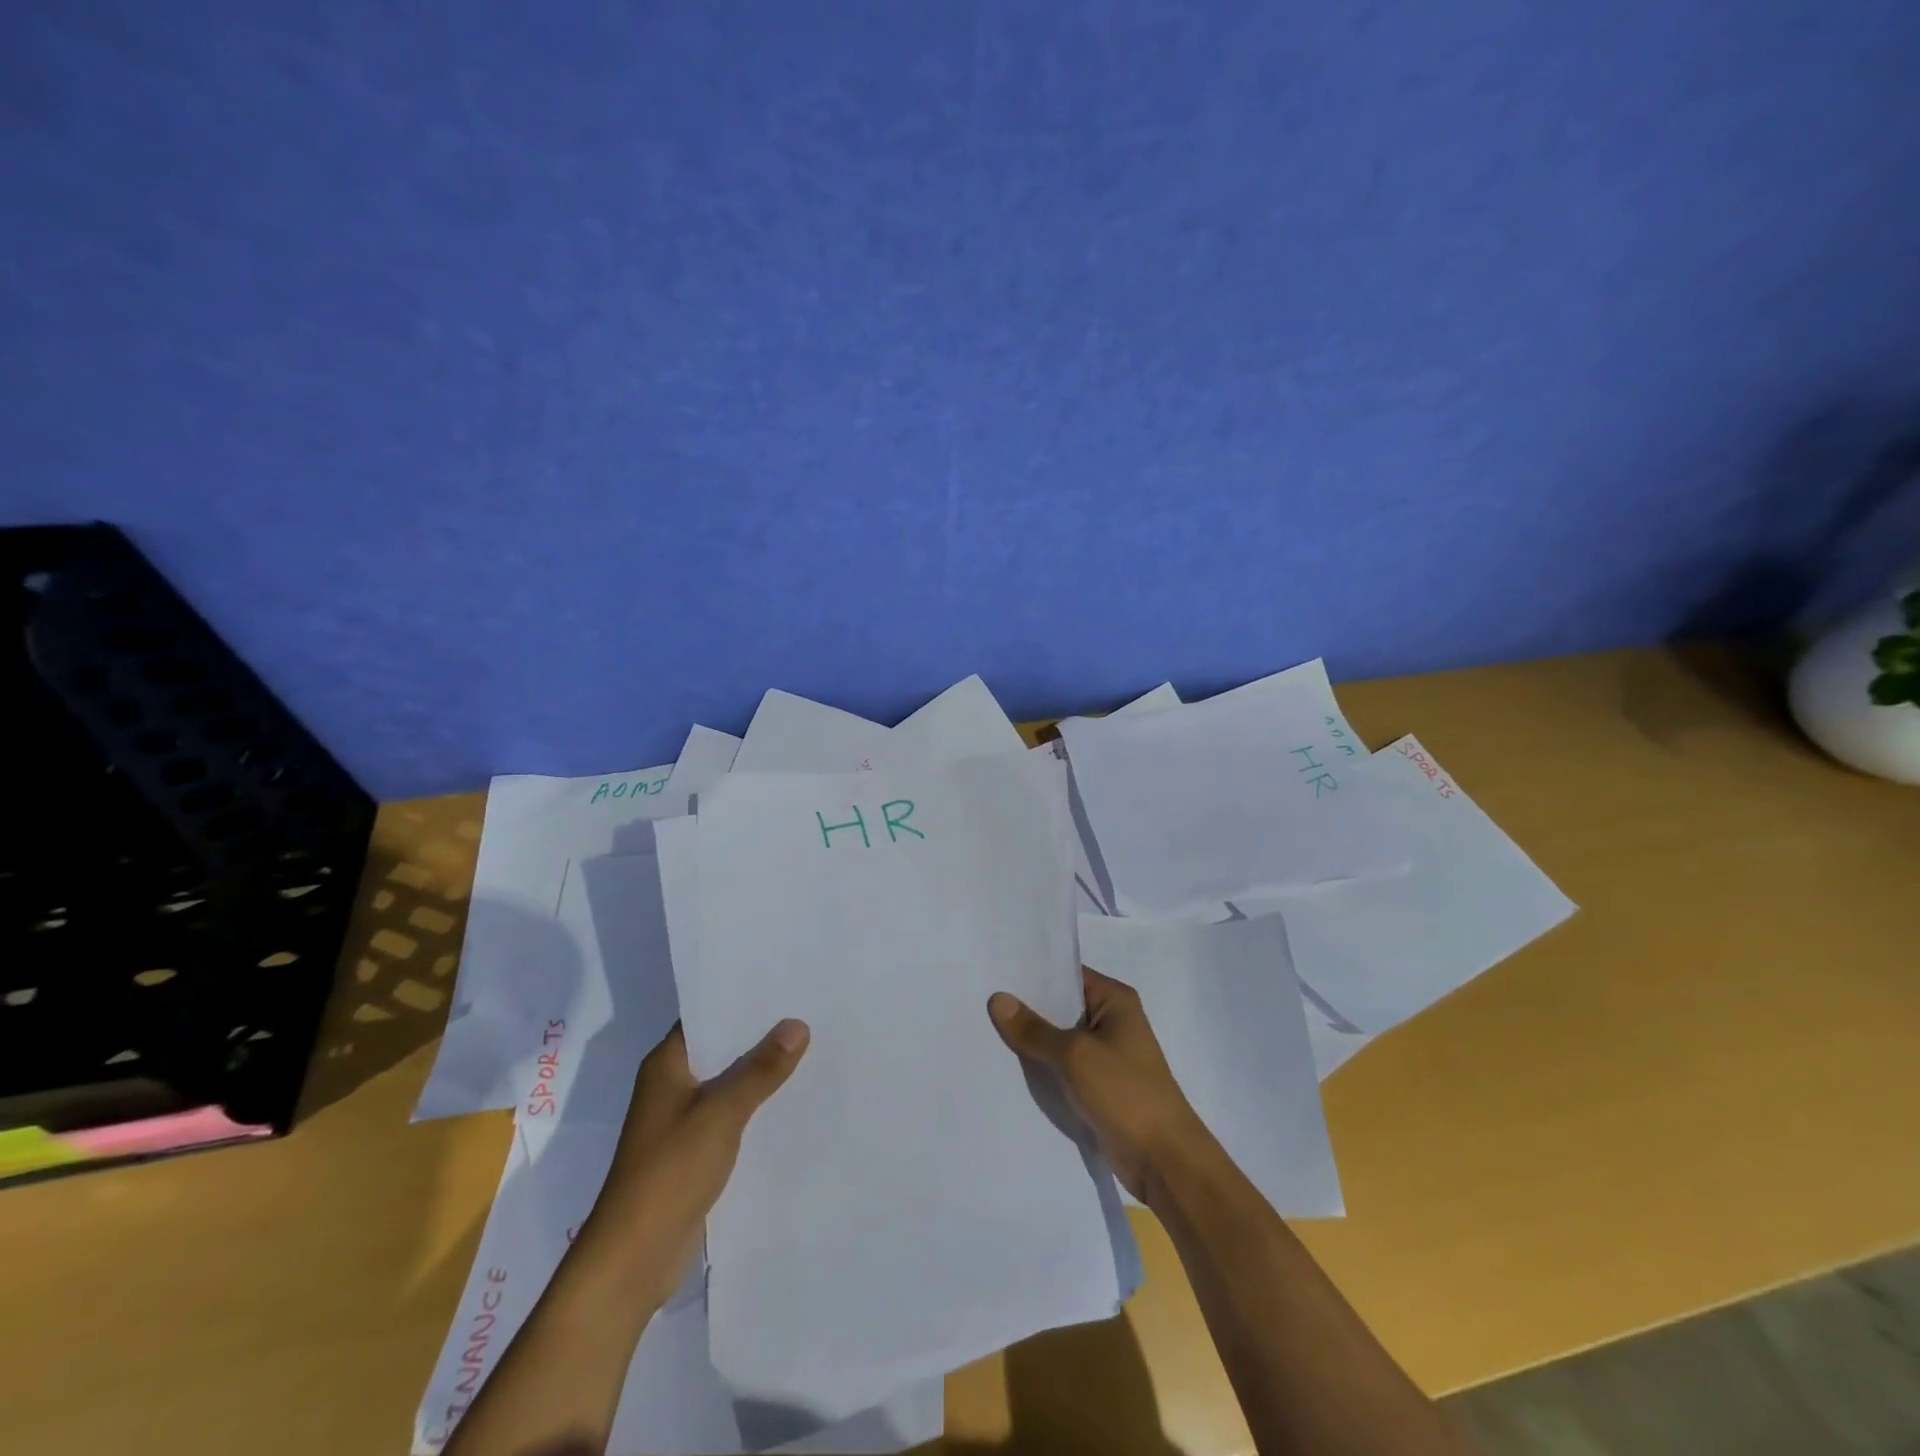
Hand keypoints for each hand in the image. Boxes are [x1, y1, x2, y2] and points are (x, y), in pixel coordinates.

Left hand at [579, 1018, 808, 1304]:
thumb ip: (761, 1069)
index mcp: (666, 1064)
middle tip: (806, 1010)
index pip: (706, 1014)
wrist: (633, 1258)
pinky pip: (729, 1112)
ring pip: (727, 1080)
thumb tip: (798, 1024)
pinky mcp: (691, 1150)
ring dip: (758, 1070)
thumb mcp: (722, 1113)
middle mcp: (670, 1084)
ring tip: (809, 1047)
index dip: (741, 998)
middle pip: (720, 1046)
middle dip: (759, 1033)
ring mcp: (679, 1119)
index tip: (783, 982)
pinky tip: (789, 1098)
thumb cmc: (670, 1171)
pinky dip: (753, 1103)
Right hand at [988, 967, 1210, 1203]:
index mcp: (1114, 1000)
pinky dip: (1041, 1065)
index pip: (1067, 974)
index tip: (995, 970)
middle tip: (980, 998)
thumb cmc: (1125, 1092)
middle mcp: (1111, 1020)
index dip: (1032, 973)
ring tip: (984, 1028)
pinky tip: (1007, 1063)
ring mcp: (1106, 1054)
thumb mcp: (1074, 1055)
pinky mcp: (1099, 1085)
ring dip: (1031, 1039)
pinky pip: (1063, 1066)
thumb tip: (997, 999)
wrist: (1163, 1160)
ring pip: (1059, 1038)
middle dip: (1026, 1006)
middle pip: (1061, 1005)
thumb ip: (1034, 1029)